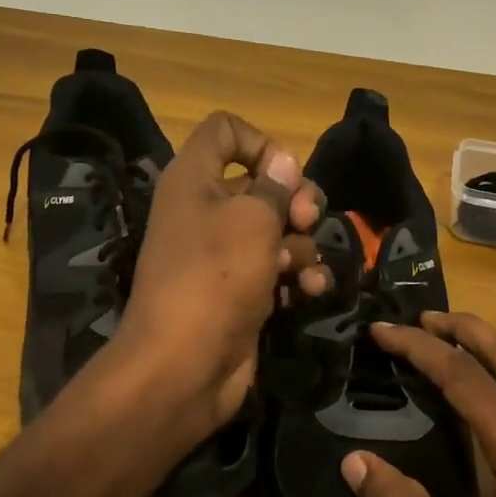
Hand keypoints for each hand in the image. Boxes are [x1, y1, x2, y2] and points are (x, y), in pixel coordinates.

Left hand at [112, 111, 326, 442]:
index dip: (260, 142)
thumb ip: (276, 187)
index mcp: (193, 180)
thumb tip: (285, 162)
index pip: (225, 131)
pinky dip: (296, 277)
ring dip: (300, 246)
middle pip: (262, 184)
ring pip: (276, 230)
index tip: (286, 174)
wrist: (185, 365)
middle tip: (305, 220)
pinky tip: (310, 291)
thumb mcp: (253, 221)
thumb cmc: (216, 277)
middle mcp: (205, 211)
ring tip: (301, 270)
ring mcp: (223, 255)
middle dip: (294, 201)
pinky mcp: (240, 291)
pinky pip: (277, 270)